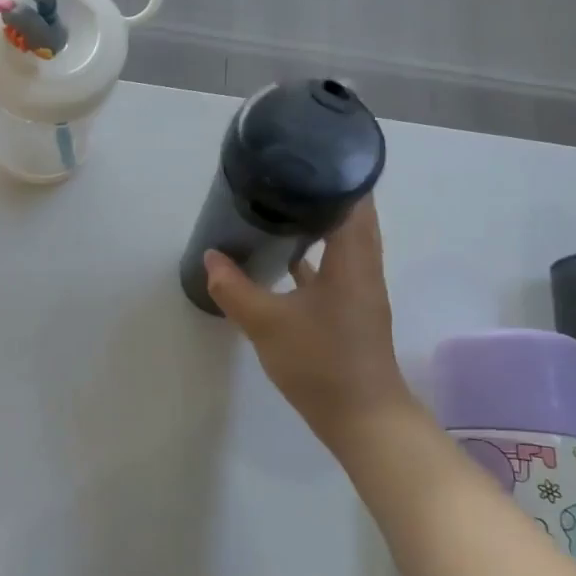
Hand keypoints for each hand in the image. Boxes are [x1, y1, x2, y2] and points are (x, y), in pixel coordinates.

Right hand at [203, 198, 419, 454]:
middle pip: (350, 217)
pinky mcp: (350, 312)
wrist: (361, 418)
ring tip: (278, 209)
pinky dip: (313, 257)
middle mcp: (363, 268)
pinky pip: (334, 269)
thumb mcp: (267, 323)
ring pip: (342, 244)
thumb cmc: (321, 362)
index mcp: (353, 260)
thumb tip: (211, 258)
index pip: (355, 200)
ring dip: (317, 226)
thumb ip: (235, 289)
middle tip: (280, 180)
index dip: (334, 174)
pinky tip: (283, 261)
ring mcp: (359, 291)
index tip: (302, 156)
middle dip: (320, 196)